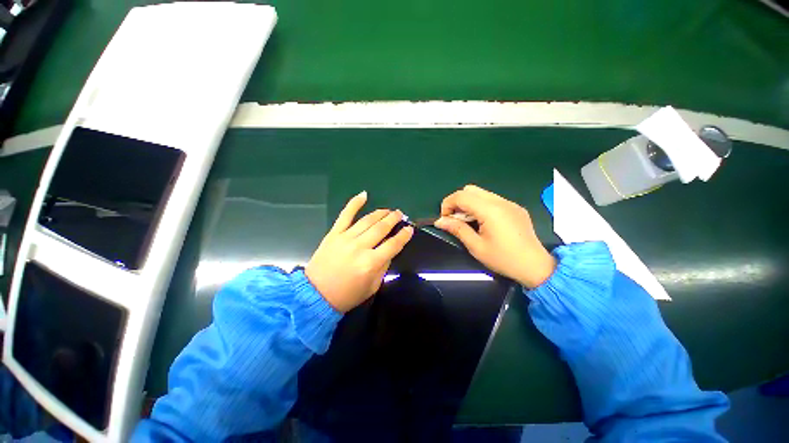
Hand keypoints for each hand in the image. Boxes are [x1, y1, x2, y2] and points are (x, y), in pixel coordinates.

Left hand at [306, 191, 413, 311]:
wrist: (315, 295)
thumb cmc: (347, 295)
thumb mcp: (372, 286)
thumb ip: (383, 267)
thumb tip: (389, 250)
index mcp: (371, 263)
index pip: (393, 244)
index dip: (404, 236)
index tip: (409, 228)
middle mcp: (360, 247)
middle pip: (381, 228)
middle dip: (393, 219)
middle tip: (400, 214)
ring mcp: (346, 238)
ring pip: (367, 220)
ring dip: (380, 213)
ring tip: (388, 210)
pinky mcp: (334, 234)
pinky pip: (345, 215)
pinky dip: (354, 204)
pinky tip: (364, 195)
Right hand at [434, 185, 555, 287]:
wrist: (535, 266)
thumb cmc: (503, 259)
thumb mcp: (476, 247)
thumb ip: (457, 229)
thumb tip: (440, 221)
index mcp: (490, 210)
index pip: (462, 195)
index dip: (448, 204)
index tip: (445, 219)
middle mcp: (500, 201)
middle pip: (470, 189)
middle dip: (458, 202)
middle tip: (456, 220)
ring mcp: (509, 203)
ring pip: (481, 193)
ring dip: (469, 204)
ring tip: (469, 222)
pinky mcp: (515, 207)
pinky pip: (492, 199)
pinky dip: (481, 206)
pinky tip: (484, 222)